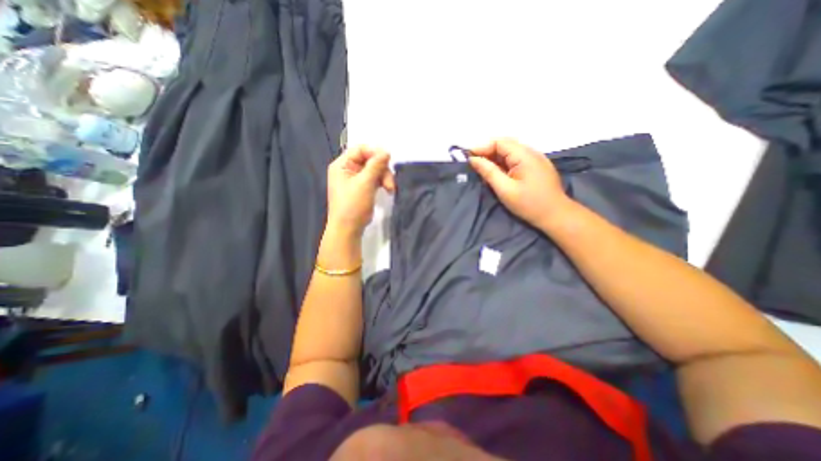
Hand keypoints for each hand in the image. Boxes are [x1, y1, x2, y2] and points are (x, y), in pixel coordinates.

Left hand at [327, 147, 393, 233]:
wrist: (348, 229)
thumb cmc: (353, 205)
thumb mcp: (365, 183)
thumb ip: (376, 165)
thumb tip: (386, 151)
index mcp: (342, 165)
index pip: (360, 150)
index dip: (375, 153)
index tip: (388, 160)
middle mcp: (347, 169)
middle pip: (369, 160)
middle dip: (382, 170)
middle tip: (390, 183)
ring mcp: (355, 179)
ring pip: (374, 170)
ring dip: (384, 178)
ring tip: (390, 189)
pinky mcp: (362, 188)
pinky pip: (374, 179)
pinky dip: (382, 183)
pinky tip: (388, 190)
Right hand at [465, 137, 571, 230]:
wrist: (555, 215)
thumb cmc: (529, 204)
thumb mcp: (505, 189)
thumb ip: (489, 172)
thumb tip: (473, 159)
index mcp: (524, 155)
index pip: (500, 142)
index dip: (482, 147)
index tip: (468, 157)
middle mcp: (531, 152)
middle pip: (505, 144)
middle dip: (487, 151)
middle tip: (474, 164)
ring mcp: (535, 158)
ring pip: (510, 151)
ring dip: (495, 158)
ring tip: (483, 169)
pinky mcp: (536, 166)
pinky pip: (516, 159)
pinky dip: (503, 163)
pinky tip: (497, 173)